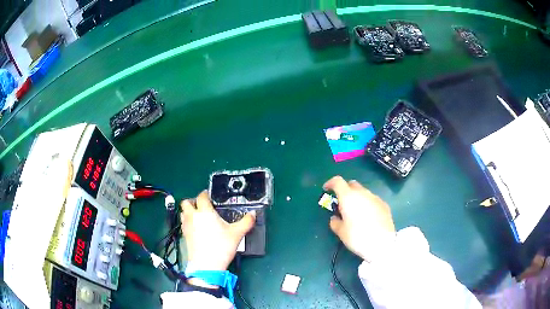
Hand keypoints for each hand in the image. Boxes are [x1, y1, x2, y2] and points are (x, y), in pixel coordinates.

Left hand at [181, 191, 255, 272]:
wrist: (206, 265)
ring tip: (199, 216)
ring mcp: (186, 226)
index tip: (211, 196)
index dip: (205, 194)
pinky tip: (197, 228)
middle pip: (186, 202)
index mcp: (205, 212)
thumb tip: (253, 214)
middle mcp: (193, 216)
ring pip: (183, 212)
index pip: (202, 196)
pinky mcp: (184, 235)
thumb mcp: (237, 234)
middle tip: (203, 206)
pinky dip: (188, 221)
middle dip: (193, 201)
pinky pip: (183, 223)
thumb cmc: (221, 247)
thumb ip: (246, 222)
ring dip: (189, 211)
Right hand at [324, 176, 395, 261]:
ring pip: (363, 192)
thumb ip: (335, 222)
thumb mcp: (341, 232)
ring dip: (357, 198)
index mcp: (349, 197)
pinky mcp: (384, 204)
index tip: (326, 189)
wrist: (382, 243)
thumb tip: (335, 218)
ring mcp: (375, 198)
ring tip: (356, 212)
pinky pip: (372, 200)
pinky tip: (368, 217)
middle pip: (352, 184)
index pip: (337, 181)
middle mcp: (362, 193)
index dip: (330, 183)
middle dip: (345, 190)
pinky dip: (367, 204)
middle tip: (342, 203)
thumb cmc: (358, 237)